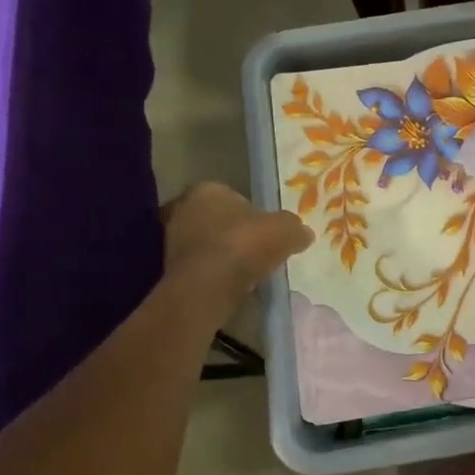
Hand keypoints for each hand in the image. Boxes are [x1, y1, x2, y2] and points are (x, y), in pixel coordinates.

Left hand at [162, 182, 312, 312]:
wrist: (207, 286)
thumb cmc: (244, 244)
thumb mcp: (285, 230)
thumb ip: (295, 228)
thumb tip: (304, 233)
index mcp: (208, 189)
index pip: (233, 195)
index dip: (253, 212)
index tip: (267, 230)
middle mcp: (184, 208)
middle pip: (218, 219)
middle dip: (236, 232)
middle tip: (260, 249)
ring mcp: (172, 239)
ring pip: (208, 243)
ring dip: (225, 254)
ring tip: (248, 270)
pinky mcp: (170, 268)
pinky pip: (201, 265)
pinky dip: (216, 272)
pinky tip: (233, 284)